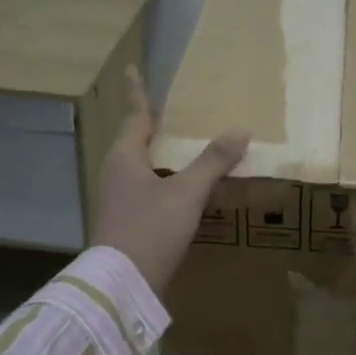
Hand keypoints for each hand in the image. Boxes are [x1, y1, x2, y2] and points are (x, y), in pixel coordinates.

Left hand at [90, 66, 248, 296]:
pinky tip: (181, 190)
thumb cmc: (150, 229)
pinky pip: (145, 189)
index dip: (137, 92)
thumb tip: (240, 130)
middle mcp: (115, 173)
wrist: (121, 286)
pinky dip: (163, 180)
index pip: (134, 115)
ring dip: (159, 155)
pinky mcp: (124, 222)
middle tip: (171, 110)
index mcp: (124, 157)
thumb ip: (212, 161)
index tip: (131, 68)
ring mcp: (117, 200)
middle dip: (152, 125)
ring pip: (140, 167)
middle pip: (134, 140)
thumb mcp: (186, 193)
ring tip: (181, 146)